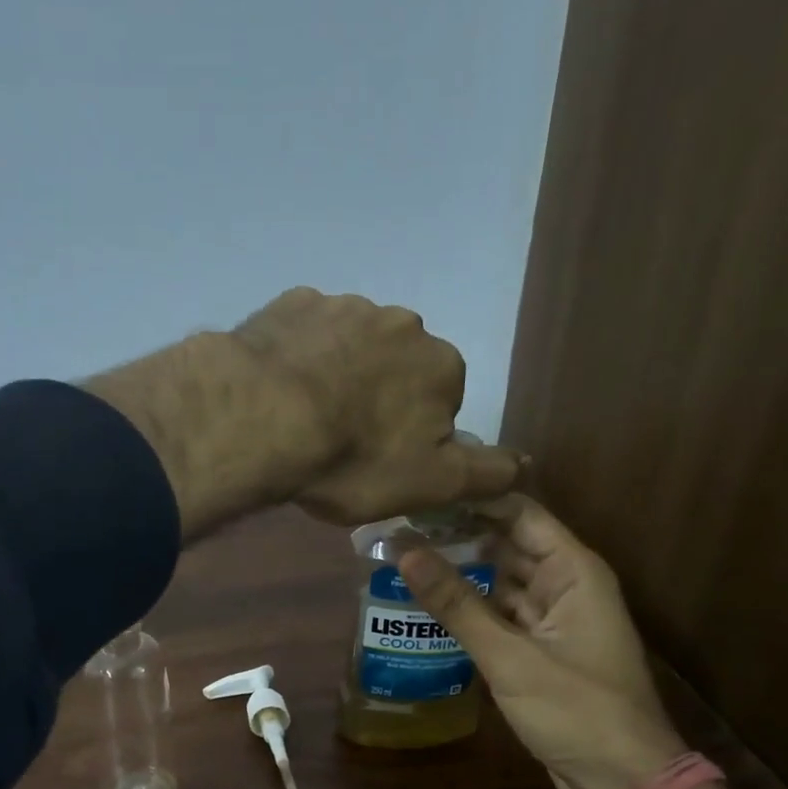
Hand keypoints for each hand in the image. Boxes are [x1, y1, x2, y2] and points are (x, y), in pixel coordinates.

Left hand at [229, 288, 523, 523]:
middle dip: (375, 398)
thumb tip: (525, 460)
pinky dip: (296, 356)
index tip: (378, 461)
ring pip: (349, 347)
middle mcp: (401, 322)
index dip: (411, 435)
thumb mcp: (431, 485)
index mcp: (441, 363)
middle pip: (396, 368)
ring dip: (335, 374)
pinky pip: (303, 333)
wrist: (262, 419)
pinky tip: (275, 388)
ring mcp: (343, 305)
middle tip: (338, 442)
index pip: (441, 400)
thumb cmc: (353, 459)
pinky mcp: (290, 303)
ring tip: (300, 418)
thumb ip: (485, 473)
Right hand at [398, 495, 686, 788]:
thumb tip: (404, 552)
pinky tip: (427, 609)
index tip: (420, 495)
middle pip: (507, 546)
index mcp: (574, 572)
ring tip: (401, 563)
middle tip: (397, 530)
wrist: (622, 782)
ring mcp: (554, 621)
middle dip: (457, 538)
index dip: (472, 500)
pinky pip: (500, 618)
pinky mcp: (541, 653)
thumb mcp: (509, 655)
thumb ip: (456, 602)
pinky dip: (469, 612)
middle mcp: (566, 587)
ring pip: (500, 584)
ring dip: (460, 576)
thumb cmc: (576, 710)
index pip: (520, 514)